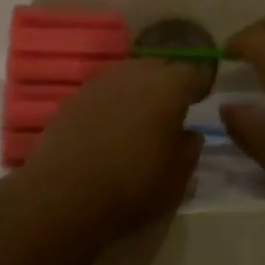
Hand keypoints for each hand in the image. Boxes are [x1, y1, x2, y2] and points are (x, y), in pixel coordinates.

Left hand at [18, 57, 211, 240]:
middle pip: (159, 68)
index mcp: (168, 86)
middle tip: (170, 111)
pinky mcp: (74, 97)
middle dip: (168, 84)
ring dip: (138, 91)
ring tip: (139, 119)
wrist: (63, 196)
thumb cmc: (132, 187)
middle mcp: (135, 73)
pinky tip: (108, 128)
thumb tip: (190, 133)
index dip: (199, 86)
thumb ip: (189, 149)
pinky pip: (103, 91)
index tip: (201, 102)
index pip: (193, 73)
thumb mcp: (177, 179)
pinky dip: (111, 103)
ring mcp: (100, 82)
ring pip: (129, 76)